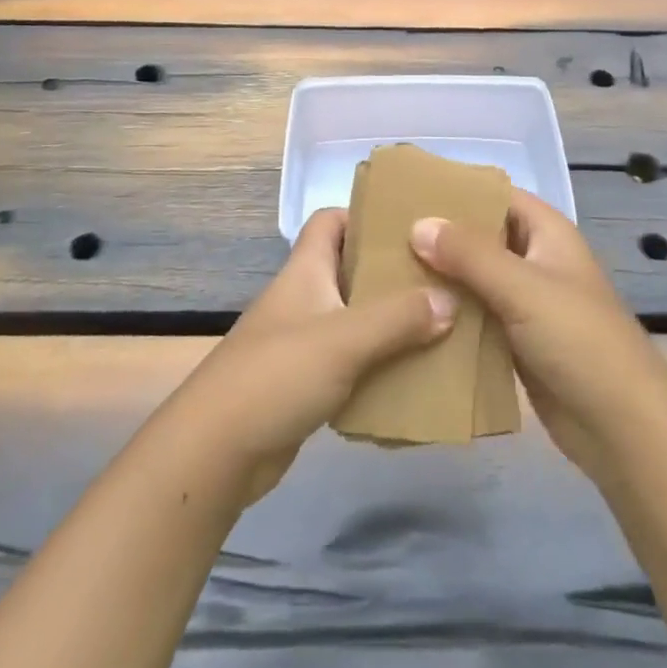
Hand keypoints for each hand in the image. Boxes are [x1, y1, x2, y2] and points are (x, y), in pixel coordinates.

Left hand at [156, 207, 455, 504]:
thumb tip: (450, 298)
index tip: (410, 227)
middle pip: (349, 268)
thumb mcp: (344, 339)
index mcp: (305, 269)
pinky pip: (349, 360)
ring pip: (353, 316)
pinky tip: (410, 374)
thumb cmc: (278, 374)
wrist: (216, 452)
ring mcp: (301, 340)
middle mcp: (303, 296)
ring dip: (389, 320)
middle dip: (390, 272)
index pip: (331, 220)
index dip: (364, 215)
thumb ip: (398, 318)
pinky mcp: (303, 382)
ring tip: (438, 325)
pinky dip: (376, 362)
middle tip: (439, 278)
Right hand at [410, 193, 666, 482]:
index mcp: (546, 232)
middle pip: (480, 236)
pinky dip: (449, 313)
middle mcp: (534, 259)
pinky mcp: (516, 341)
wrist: (623, 428)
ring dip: (440, 277)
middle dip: (439, 235)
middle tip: (384, 235)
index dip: (455, 190)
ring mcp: (525, 302)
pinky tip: (410, 315)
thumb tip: (417, 224)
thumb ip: (469, 254)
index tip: (406, 192)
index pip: (494, 195)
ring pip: (474, 278)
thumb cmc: (579, 340)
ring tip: (385, 271)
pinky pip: (476, 316)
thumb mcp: (523, 288)